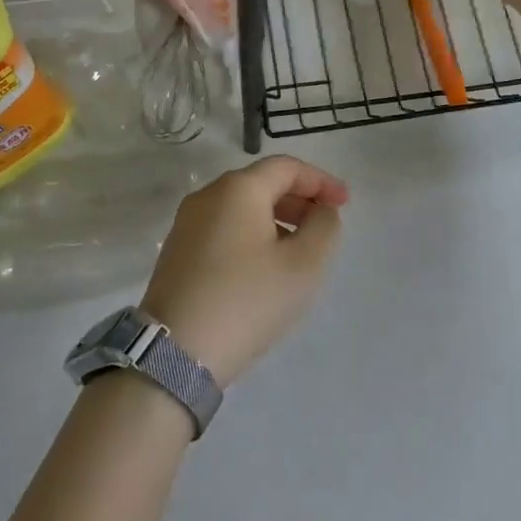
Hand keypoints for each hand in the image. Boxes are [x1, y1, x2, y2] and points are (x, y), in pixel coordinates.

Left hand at [139, 156, 347, 384]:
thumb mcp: (304, 265)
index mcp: (238, 189)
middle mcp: (208, 196)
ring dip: (276, 218)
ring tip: (298, 249)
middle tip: (324, 226)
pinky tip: (264, 266)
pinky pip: (223, 227)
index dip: (321, 181)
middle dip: (298, 199)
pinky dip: (251, 234)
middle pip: (262, 183)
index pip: (287, 167)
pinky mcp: (177, 250)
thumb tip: (320, 210)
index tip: (345, 204)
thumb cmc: (247, 300)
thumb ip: (324, 227)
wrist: (176, 352)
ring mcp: (187, 223)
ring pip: (241, 207)